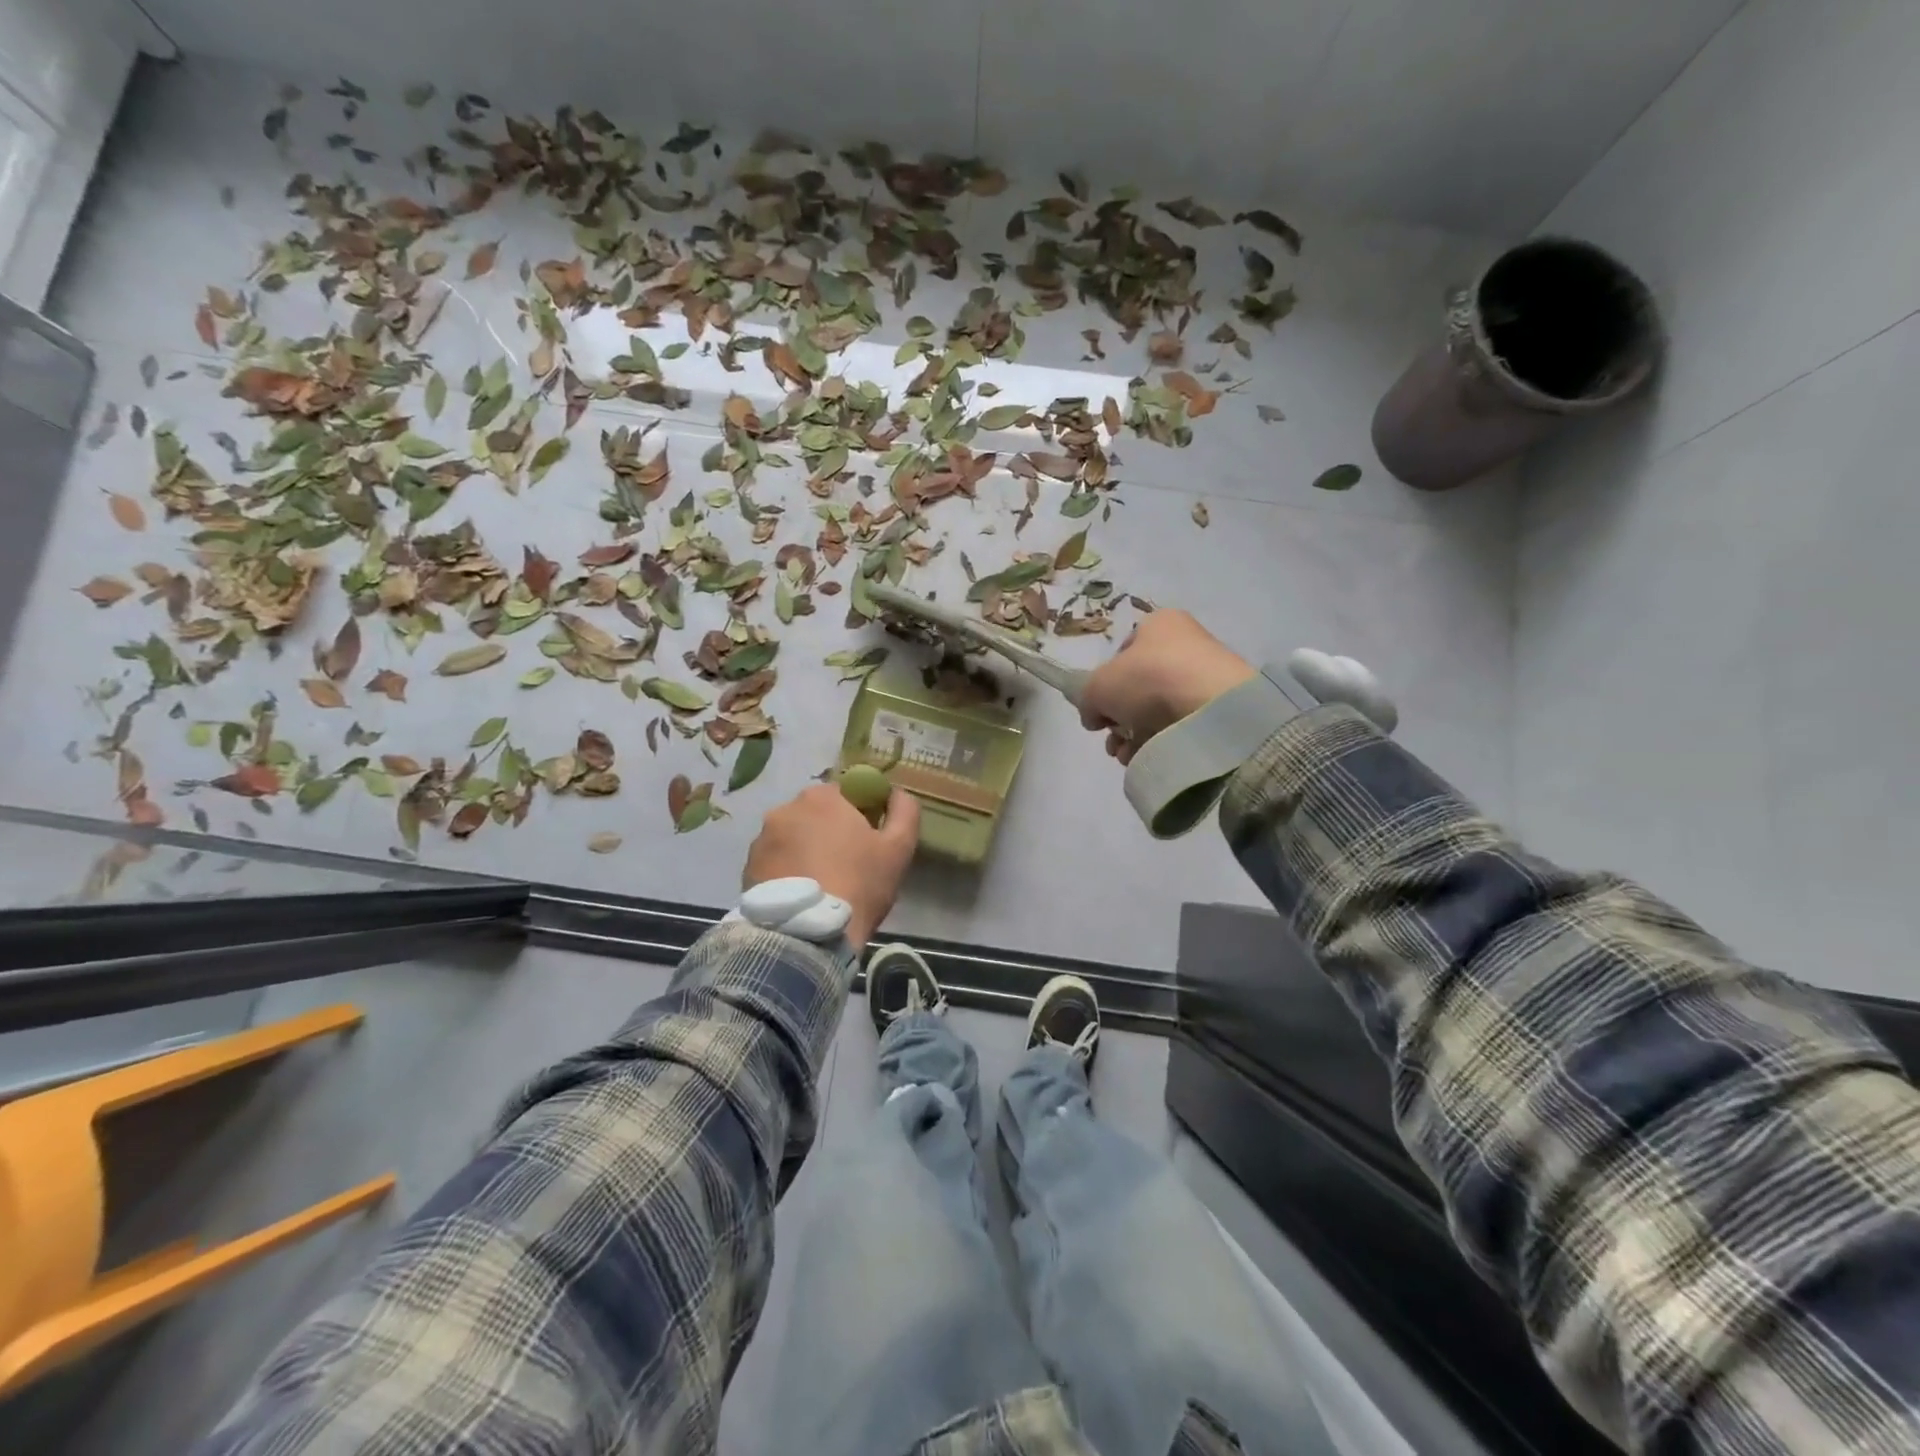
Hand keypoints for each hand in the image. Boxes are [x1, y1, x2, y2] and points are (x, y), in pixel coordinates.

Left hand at [743, 784, 920, 947]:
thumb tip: (896, 793)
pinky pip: (774, 862)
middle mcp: (785, 809)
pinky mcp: (747, 868)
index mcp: (821, 797)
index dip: (859, 814)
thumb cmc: (859, 884)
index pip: (845, 793)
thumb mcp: (899, 848)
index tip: (867, 841)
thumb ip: (904, 811)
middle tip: (847, 865)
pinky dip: (787, 872)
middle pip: (815, 815)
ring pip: (792, 838)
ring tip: (821, 885)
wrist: (808, 936)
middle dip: (829, 832)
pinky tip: (801, 896)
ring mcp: (761, 839)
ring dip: (805, 852)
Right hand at [1080, 610, 1254, 765]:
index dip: (1105, 682)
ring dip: (1134, 734)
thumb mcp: (1098, 686)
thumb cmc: (1149, 680)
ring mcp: (1205, 676)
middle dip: (1119, 717)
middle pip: (1138, 686)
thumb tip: (1094, 716)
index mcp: (1159, 623)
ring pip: (1156, 710)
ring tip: (1126, 753)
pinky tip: (1147, 756)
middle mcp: (1185, 643)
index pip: (1123, 652)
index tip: (1100, 707)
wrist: (1210, 709)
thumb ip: (1087, 700)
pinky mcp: (1218, 708)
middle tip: (1112, 738)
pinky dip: (1159, 741)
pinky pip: (1179, 725)